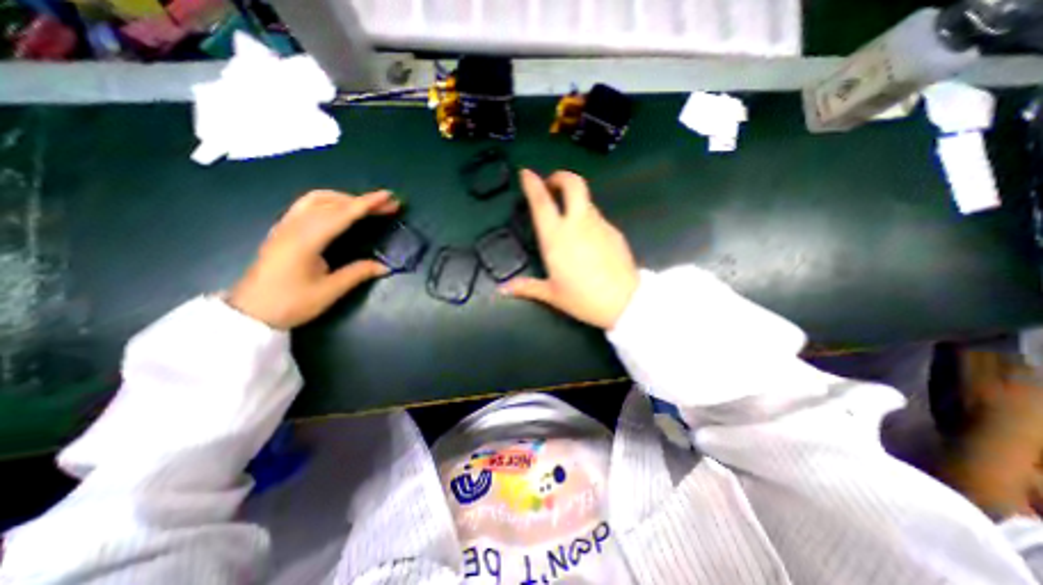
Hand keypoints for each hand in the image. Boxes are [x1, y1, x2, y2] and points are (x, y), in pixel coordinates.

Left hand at [228, 189, 399, 328]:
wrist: (250, 313)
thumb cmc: (290, 304)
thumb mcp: (329, 292)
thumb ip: (358, 273)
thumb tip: (385, 266)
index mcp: (306, 241)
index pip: (341, 215)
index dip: (367, 204)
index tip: (388, 196)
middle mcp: (294, 227)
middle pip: (331, 202)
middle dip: (362, 200)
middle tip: (387, 205)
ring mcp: (285, 226)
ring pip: (317, 200)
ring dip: (345, 198)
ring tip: (367, 206)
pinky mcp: (283, 230)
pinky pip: (308, 206)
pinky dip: (330, 202)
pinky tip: (340, 211)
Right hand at [500, 171, 641, 331]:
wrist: (624, 302)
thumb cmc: (583, 299)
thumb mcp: (552, 294)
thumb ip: (526, 287)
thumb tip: (502, 290)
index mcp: (556, 237)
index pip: (541, 202)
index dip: (532, 184)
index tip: (526, 173)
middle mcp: (577, 223)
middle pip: (572, 183)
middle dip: (560, 177)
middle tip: (551, 185)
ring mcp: (599, 224)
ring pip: (586, 200)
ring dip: (574, 200)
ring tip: (567, 216)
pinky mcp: (614, 231)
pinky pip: (597, 217)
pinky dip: (587, 218)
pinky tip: (586, 238)